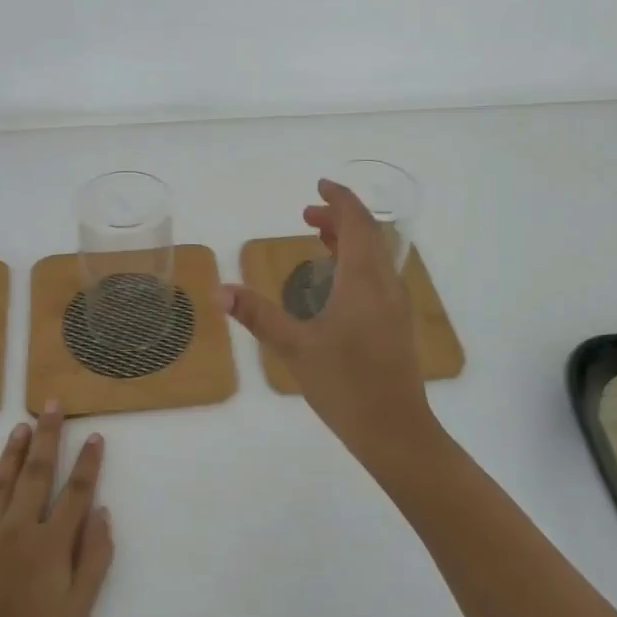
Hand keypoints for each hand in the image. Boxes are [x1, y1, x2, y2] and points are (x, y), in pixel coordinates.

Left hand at [0, 406, 113, 616]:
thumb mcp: (78, 613)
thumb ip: (95, 560)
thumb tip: (103, 514)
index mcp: (51, 544)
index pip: (76, 492)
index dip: (88, 462)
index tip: (95, 435)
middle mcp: (17, 529)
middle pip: (37, 473)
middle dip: (48, 436)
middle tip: (52, 405)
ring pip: (0, 482)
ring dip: (13, 452)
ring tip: (22, 426)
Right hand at [220, 178, 440, 470]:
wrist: (397, 432)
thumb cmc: (345, 386)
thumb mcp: (295, 348)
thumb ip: (258, 316)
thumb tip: (219, 291)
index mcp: (363, 280)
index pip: (357, 222)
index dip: (340, 199)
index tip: (319, 185)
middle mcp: (385, 284)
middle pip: (368, 234)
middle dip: (339, 216)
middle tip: (306, 214)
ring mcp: (396, 304)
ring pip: (376, 254)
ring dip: (349, 238)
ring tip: (317, 237)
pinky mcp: (397, 323)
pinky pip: (378, 274)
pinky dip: (357, 260)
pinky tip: (336, 281)